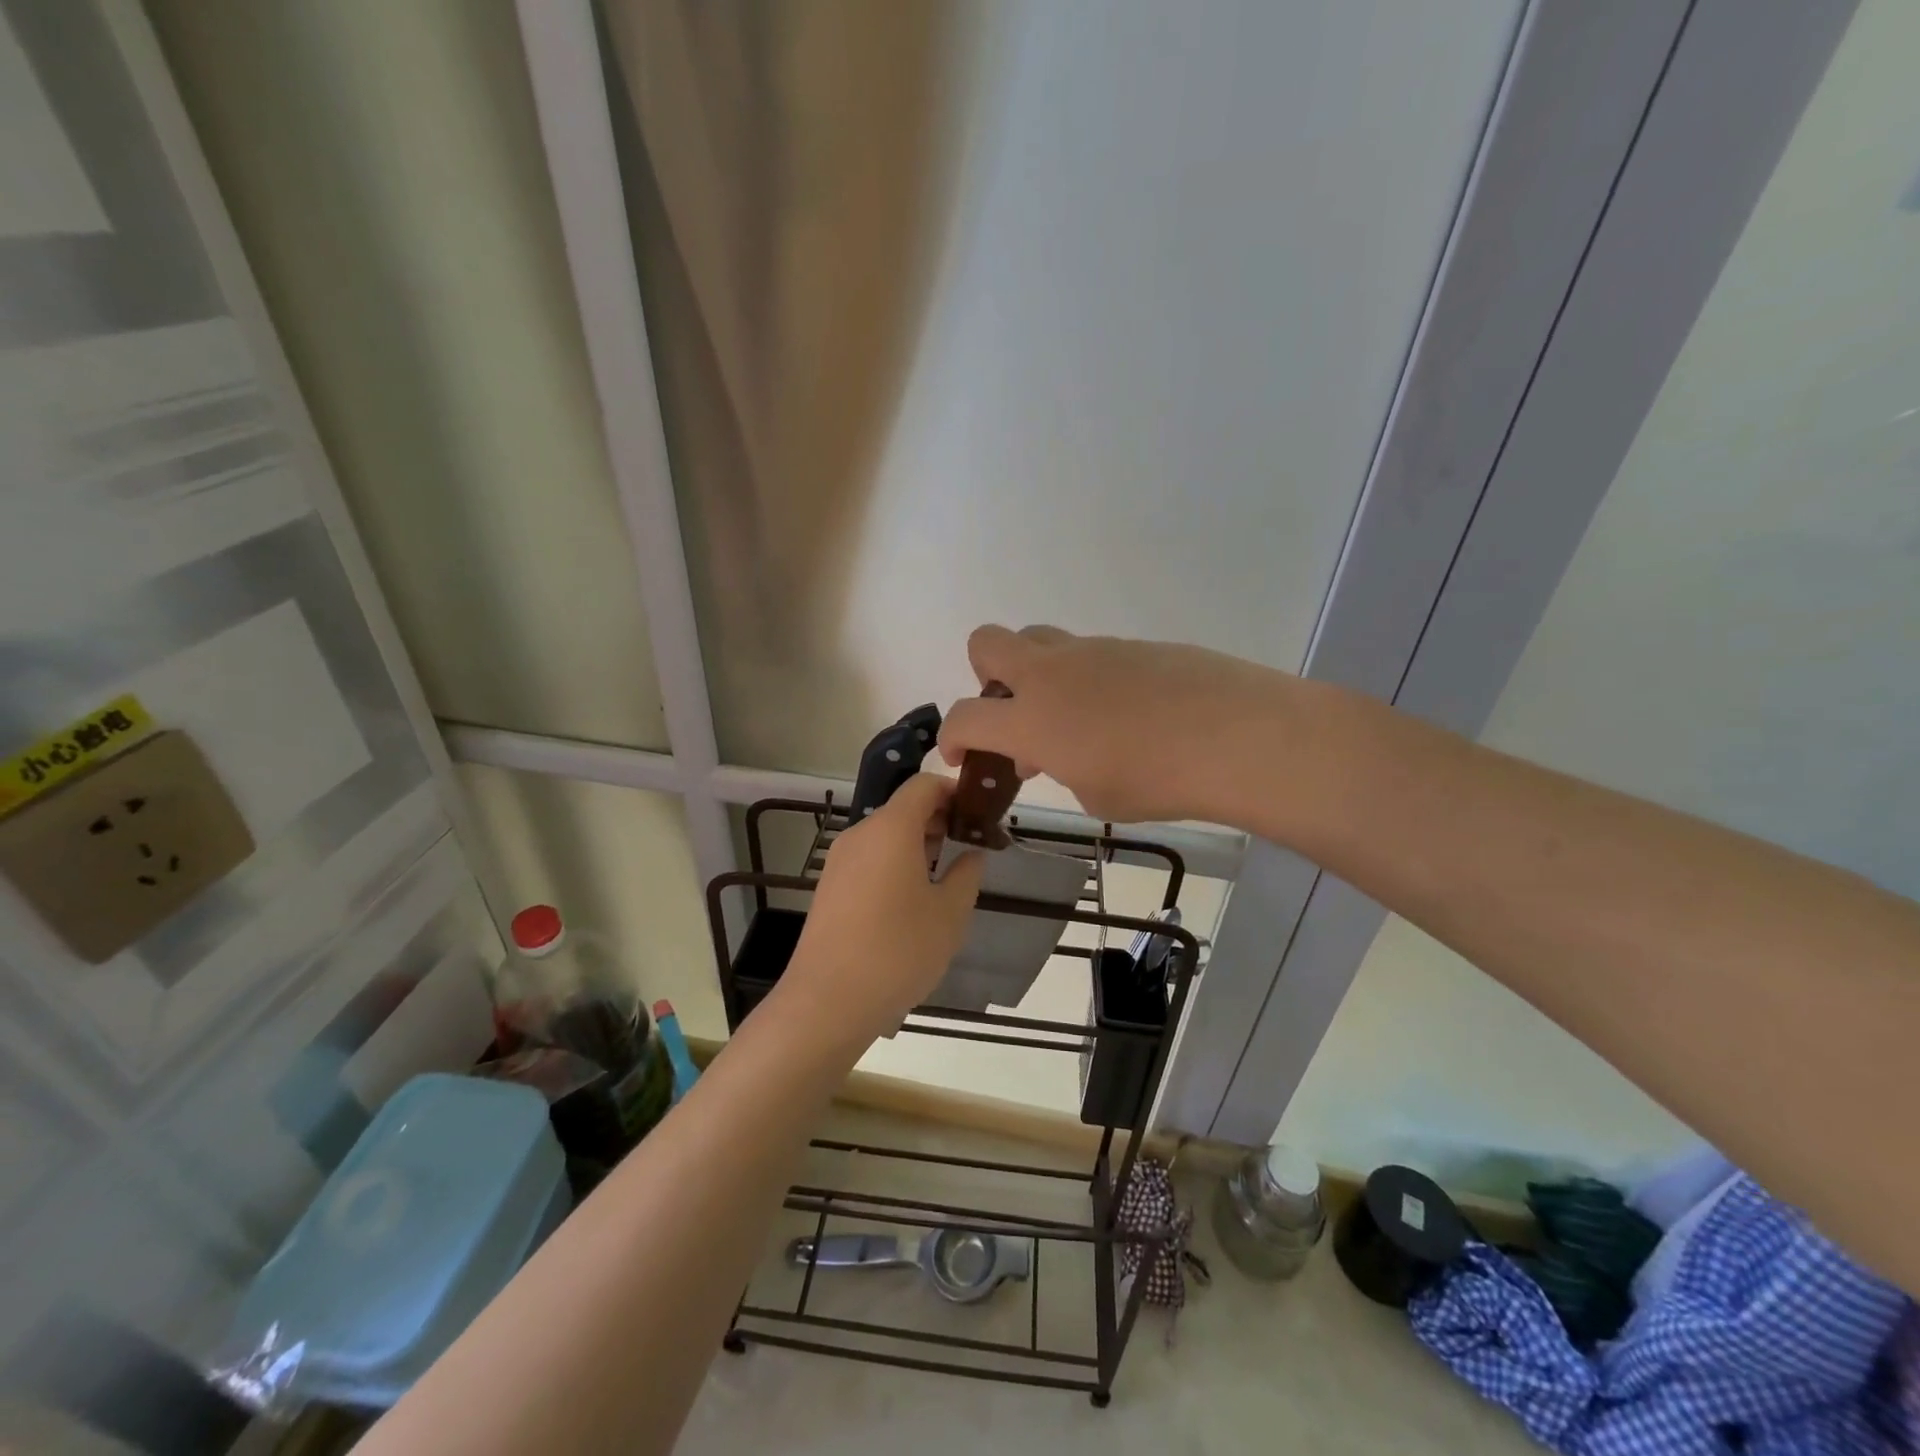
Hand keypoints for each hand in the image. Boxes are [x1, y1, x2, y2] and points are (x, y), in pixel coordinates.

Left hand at [786, 774, 982, 1039]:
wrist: (828, 1001)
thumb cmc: (898, 951)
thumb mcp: (949, 914)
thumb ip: (966, 875)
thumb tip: (971, 854)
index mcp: (891, 828)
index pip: (925, 785)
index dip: (955, 791)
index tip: (980, 814)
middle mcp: (861, 834)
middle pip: (904, 808)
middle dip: (940, 819)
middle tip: (970, 847)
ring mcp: (840, 860)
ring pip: (886, 835)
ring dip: (918, 843)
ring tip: (946, 875)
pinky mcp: (830, 886)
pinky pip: (869, 858)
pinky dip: (895, 863)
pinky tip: (912, 900)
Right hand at [938, 625, 1289, 823]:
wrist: (1234, 735)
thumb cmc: (1156, 779)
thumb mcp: (1094, 794)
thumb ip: (1060, 768)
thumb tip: (1054, 749)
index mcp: (1031, 717)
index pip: (965, 717)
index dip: (952, 738)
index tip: (962, 756)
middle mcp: (1050, 674)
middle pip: (986, 643)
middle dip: (985, 676)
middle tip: (1015, 714)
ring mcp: (1092, 651)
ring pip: (1039, 640)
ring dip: (1038, 674)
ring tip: (1073, 717)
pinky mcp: (1131, 644)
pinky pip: (1090, 653)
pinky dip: (1087, 678)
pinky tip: (1125, 711)